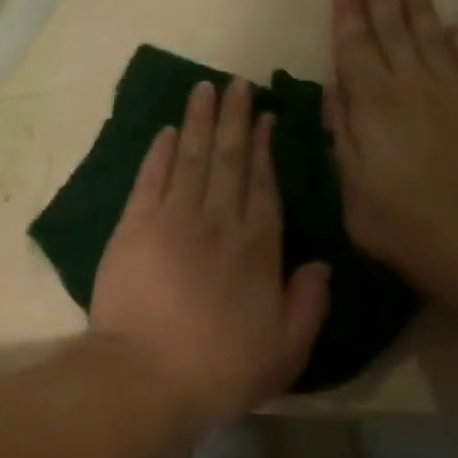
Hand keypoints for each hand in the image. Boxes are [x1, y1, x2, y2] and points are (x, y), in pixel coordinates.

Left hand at [90, 78, 331, 425]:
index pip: (264, 184)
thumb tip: (323, 262)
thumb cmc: (220, 367)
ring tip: (203, 88)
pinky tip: (165, 130)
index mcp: (258, 247)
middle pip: (229, 158)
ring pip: (190, 157)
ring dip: (198, 121)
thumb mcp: (286, 349)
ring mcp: (172, 218)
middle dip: (233, 118)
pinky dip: (158, 151)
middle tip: (236, 83)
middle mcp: (218, 220)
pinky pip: (150, 177)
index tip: (264, 117)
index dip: (264, 148)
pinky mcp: (134, 224)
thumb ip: (309, 303)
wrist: (147, 374)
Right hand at [327, 0, 457, 274]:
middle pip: (393, 35)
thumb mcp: (349, 182)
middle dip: (379, 0)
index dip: (348, 17)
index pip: (356, 49)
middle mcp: (414, 89)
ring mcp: (455, 97)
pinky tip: (451, 28)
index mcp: (375, 106)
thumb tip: (335, 86)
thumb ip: (342, 130)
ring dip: (418, 9)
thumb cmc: (396, 222)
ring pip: (432, 41)